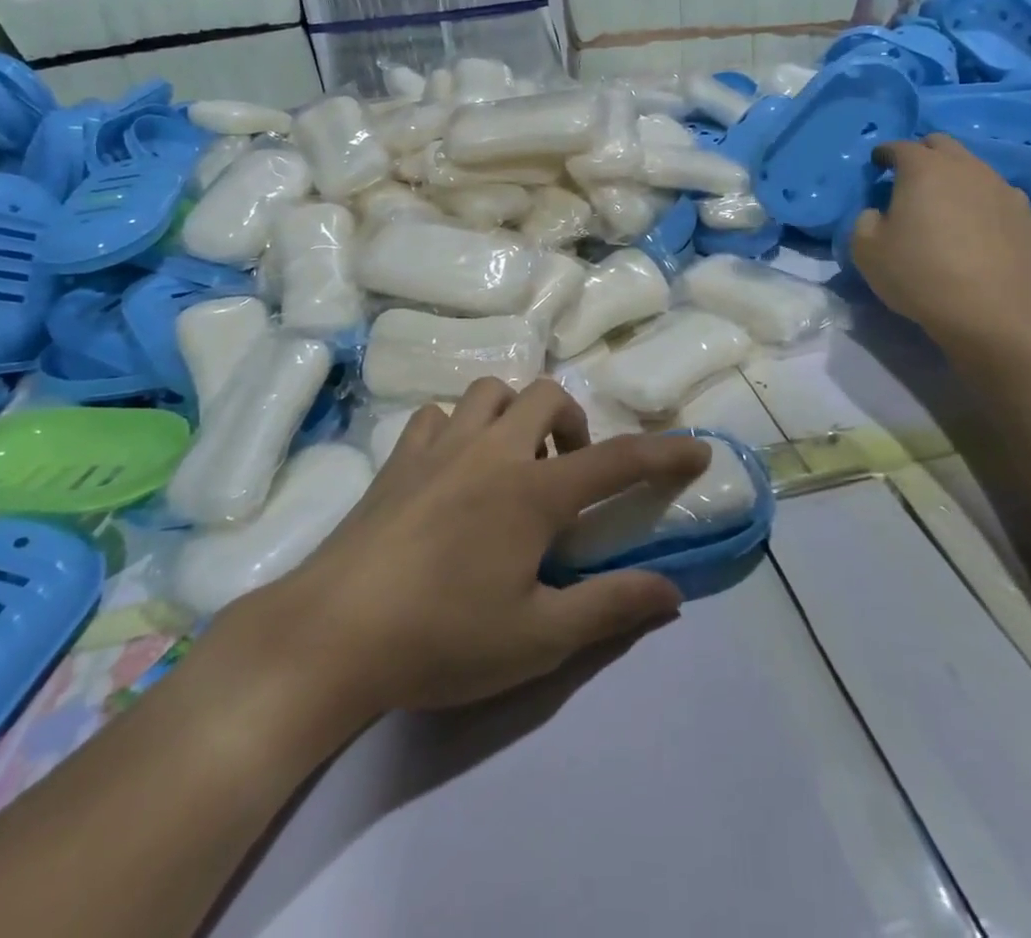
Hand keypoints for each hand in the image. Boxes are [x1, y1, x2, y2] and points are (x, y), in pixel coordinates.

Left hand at [201, 379, 710, 728]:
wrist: (332, 634)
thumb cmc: (441, 638)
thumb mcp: (538, 639)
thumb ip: (609, 608)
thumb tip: (670, 593)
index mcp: (532, 491)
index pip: (616, 460)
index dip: (664, 453)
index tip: (698, 450)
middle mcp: (491, 451)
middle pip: (548, 396)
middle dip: (573, 423)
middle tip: (566, 473)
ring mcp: (439, 446)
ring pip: (490, 391)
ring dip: (515, 414)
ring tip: (512, 462)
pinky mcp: (398, 458)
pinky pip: (437, 416)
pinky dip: (458, 428)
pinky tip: (453, 468)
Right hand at [850, 134, 1030, 346]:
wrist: (992, 314)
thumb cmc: (919, 274)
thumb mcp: (866, 250)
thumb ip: (866, 221)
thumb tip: (879, 214)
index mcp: (925, 170)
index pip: (900, 147)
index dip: (885, 153)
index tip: (878, 164)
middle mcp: (969, 170)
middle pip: (944, 146)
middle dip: (925, 155)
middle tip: (912, 179)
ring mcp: (1008, 194)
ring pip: (979, 173)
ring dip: (960, 183)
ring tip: (950, 211)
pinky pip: (1004, 208)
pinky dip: (989, 214)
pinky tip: (983, 238)